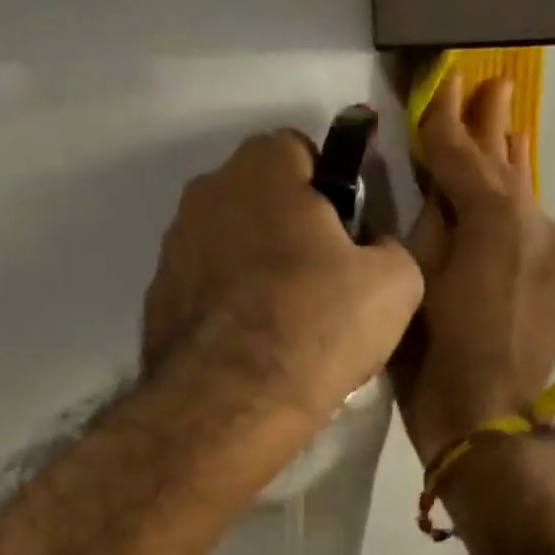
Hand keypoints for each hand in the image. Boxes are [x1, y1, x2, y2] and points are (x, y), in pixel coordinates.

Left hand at [146, 130, 424, 425]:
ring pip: (232, 245)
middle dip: (293, 229)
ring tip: (288, 325)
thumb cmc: (318, 326)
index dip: (333, 191)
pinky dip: (229, 308)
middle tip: (326, 284)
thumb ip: (392, 247)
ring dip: (258, 270)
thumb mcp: (396, 284)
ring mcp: (173, 248)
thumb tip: (374, 250)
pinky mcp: (158, 301)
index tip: (349, 239)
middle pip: (262, 199)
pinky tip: (253, 349)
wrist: (233, 403)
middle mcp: (206, 193)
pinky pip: (207, 291)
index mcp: (263, 169)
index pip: (302, 151)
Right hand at [394, 74, 554, 462]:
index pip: (462, 154)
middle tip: (491, 86)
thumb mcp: (417, 282)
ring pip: (528, 201)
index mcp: (491, 216)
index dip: (445, 121)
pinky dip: (522, 223)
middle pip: (507, 166)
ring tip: (508, 133)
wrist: (488, 419)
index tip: (442, 86)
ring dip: (511, 171)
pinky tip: (515, 213)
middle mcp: (535, 222)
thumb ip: (432, 223)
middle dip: (492, 128)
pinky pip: (540, 238)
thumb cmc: (435, 357)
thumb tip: (441, 188)